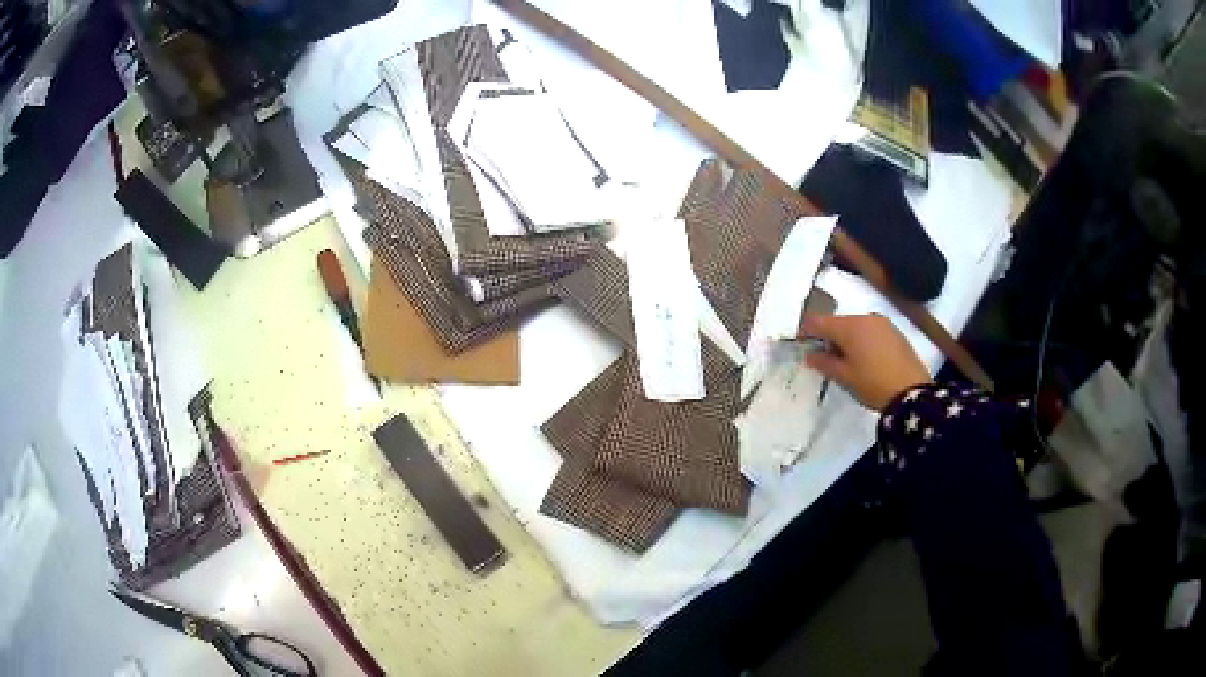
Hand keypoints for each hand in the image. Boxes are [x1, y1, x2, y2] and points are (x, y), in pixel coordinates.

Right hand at [800, 314, 931, 410]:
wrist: (912, 392)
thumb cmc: (873, 384)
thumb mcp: (844, 377)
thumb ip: (824, 363)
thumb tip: (809, 355)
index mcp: (849, 326)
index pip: (818, 321)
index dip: (806, 331)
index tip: (800, 344)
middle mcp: (865, 317)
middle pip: (838, 322)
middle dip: (828, 337)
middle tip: (824, 359)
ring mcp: (882, 323)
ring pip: (855, 326)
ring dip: (846, 339)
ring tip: (846, 361)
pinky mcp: (895, 332)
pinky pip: (870, 331)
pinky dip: (862, 341)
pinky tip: (865, 359)